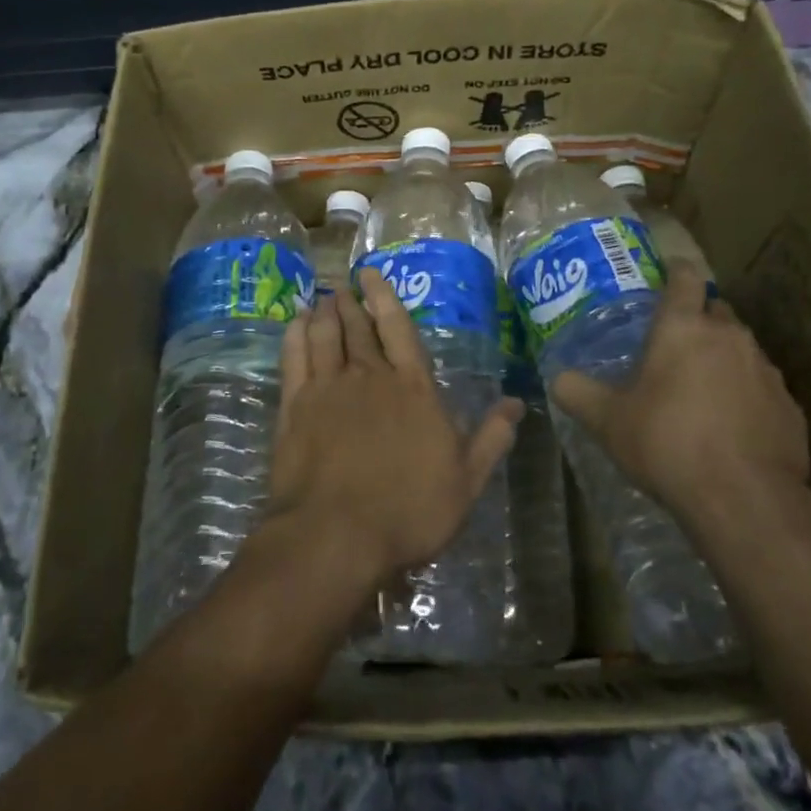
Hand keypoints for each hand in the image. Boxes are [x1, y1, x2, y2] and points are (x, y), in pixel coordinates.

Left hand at [266, 269, 521, 591]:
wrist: (336, 535)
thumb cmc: (409, 510)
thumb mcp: (466, 481)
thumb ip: (490, 438)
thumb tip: (517, 403)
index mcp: (413, 388)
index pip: (399, 329)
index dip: (384, 298)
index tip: (370, 275)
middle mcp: (369, 377)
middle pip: (358, 328)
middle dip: (351, 303)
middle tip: (343, 286)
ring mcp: (328, 389)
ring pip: (325, 336)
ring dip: (323, 313)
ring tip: (321, 299)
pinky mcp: (295, 407)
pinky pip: (294, 359)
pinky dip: (295, 336)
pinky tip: (295, 325)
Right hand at [551, 264, 808, 522]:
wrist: (744, 499)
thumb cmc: (667, 443)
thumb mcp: (606, 421)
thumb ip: (577, 392)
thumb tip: (557, 378)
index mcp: (683, 328)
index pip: (685, 277)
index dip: (676, 271)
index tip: (668, 273)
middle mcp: (729, 337)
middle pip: (716, 311)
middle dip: (697, 320)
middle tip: (673, 344)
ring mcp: (765, 371)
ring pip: (741, 349)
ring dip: (722, 359)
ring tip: (700, 390)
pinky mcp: (789, 406)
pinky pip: (762, 388)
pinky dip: (745, 396)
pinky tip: (730, 426)